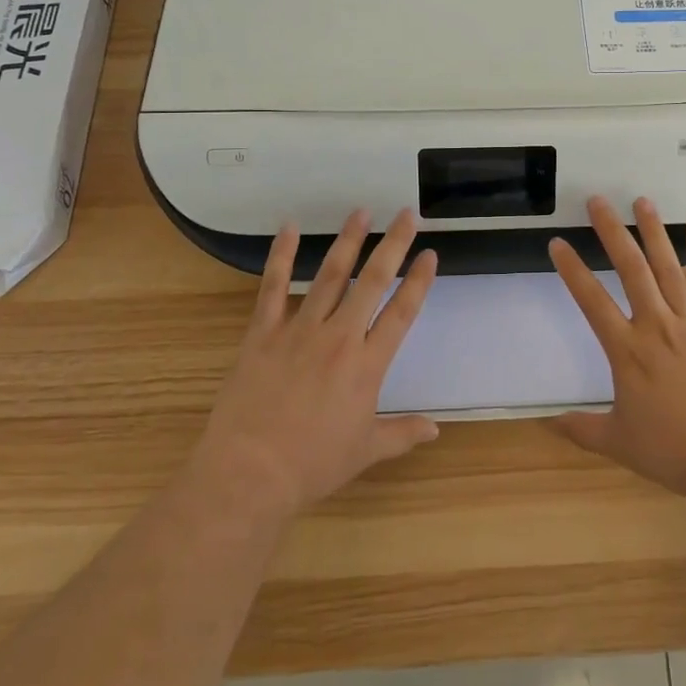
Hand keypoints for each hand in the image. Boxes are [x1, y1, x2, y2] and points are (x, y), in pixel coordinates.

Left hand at [193, 208, 439, 522]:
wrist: (249, 474)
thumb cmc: (312, 465)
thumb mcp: (365, 452)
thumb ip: (402, 434)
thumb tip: (436, 428)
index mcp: (367, 365)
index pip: (401, 313)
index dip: (418, 281)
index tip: (430, 254)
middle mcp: (339, 337)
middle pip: (372, 282)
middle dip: (392, 245)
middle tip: (406, 214)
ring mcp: (299, 330)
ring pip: (329, 275)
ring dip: (347, 241)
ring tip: (361, 211)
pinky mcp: (263, 333)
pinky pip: (272, 287)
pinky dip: (280, 256)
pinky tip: (288, 227)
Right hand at [548, 195, 685, 496]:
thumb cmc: (673, 451)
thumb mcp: (618, 442)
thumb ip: (581, 429)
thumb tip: (546, 423)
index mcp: (628, 351)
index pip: (592, 301)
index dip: (572, 271)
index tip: (557, 243)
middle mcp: (657, 326)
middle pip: (631, 270)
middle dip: (612, 232)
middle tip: (598, 200)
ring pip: (669, 269)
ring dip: (654, 233)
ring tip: (642, 201)